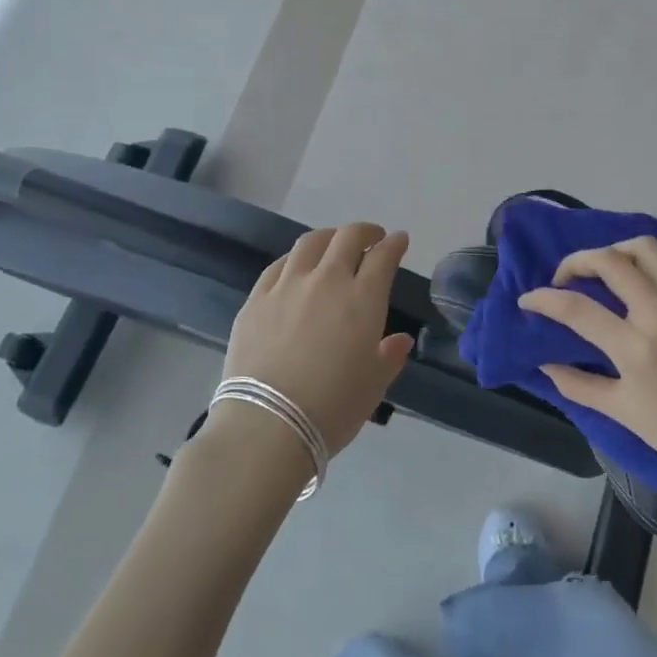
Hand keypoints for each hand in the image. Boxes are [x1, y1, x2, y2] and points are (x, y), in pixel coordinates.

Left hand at [220, 223, 414, 457]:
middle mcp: (327, 280)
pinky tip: (296, 267)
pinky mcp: (255, 299)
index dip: (395, 244)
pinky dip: (295, 259)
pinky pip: (278, 265)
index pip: (383, 256)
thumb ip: (390, 356)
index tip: (399, 240)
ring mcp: (287, 286)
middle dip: (365, 232)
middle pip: (347, 237)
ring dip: (329, 238)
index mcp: (363, 298)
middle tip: (372, 238)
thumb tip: (401, 340)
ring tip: (333, 245)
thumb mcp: (374, 385)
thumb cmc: (332, 408)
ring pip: (310, 243)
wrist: (267, 425)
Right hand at [520, 236, 656, 491]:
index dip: (543, 299)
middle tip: (567, 277)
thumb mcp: (620, 412)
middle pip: (610, 261)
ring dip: (617, 251)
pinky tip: (650, 272)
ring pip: (647, 248)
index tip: (528, 299)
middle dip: (577, 261)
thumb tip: (543, 361)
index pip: (577, 308)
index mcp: (635, 350)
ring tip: (608, 268)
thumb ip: (576, 384)